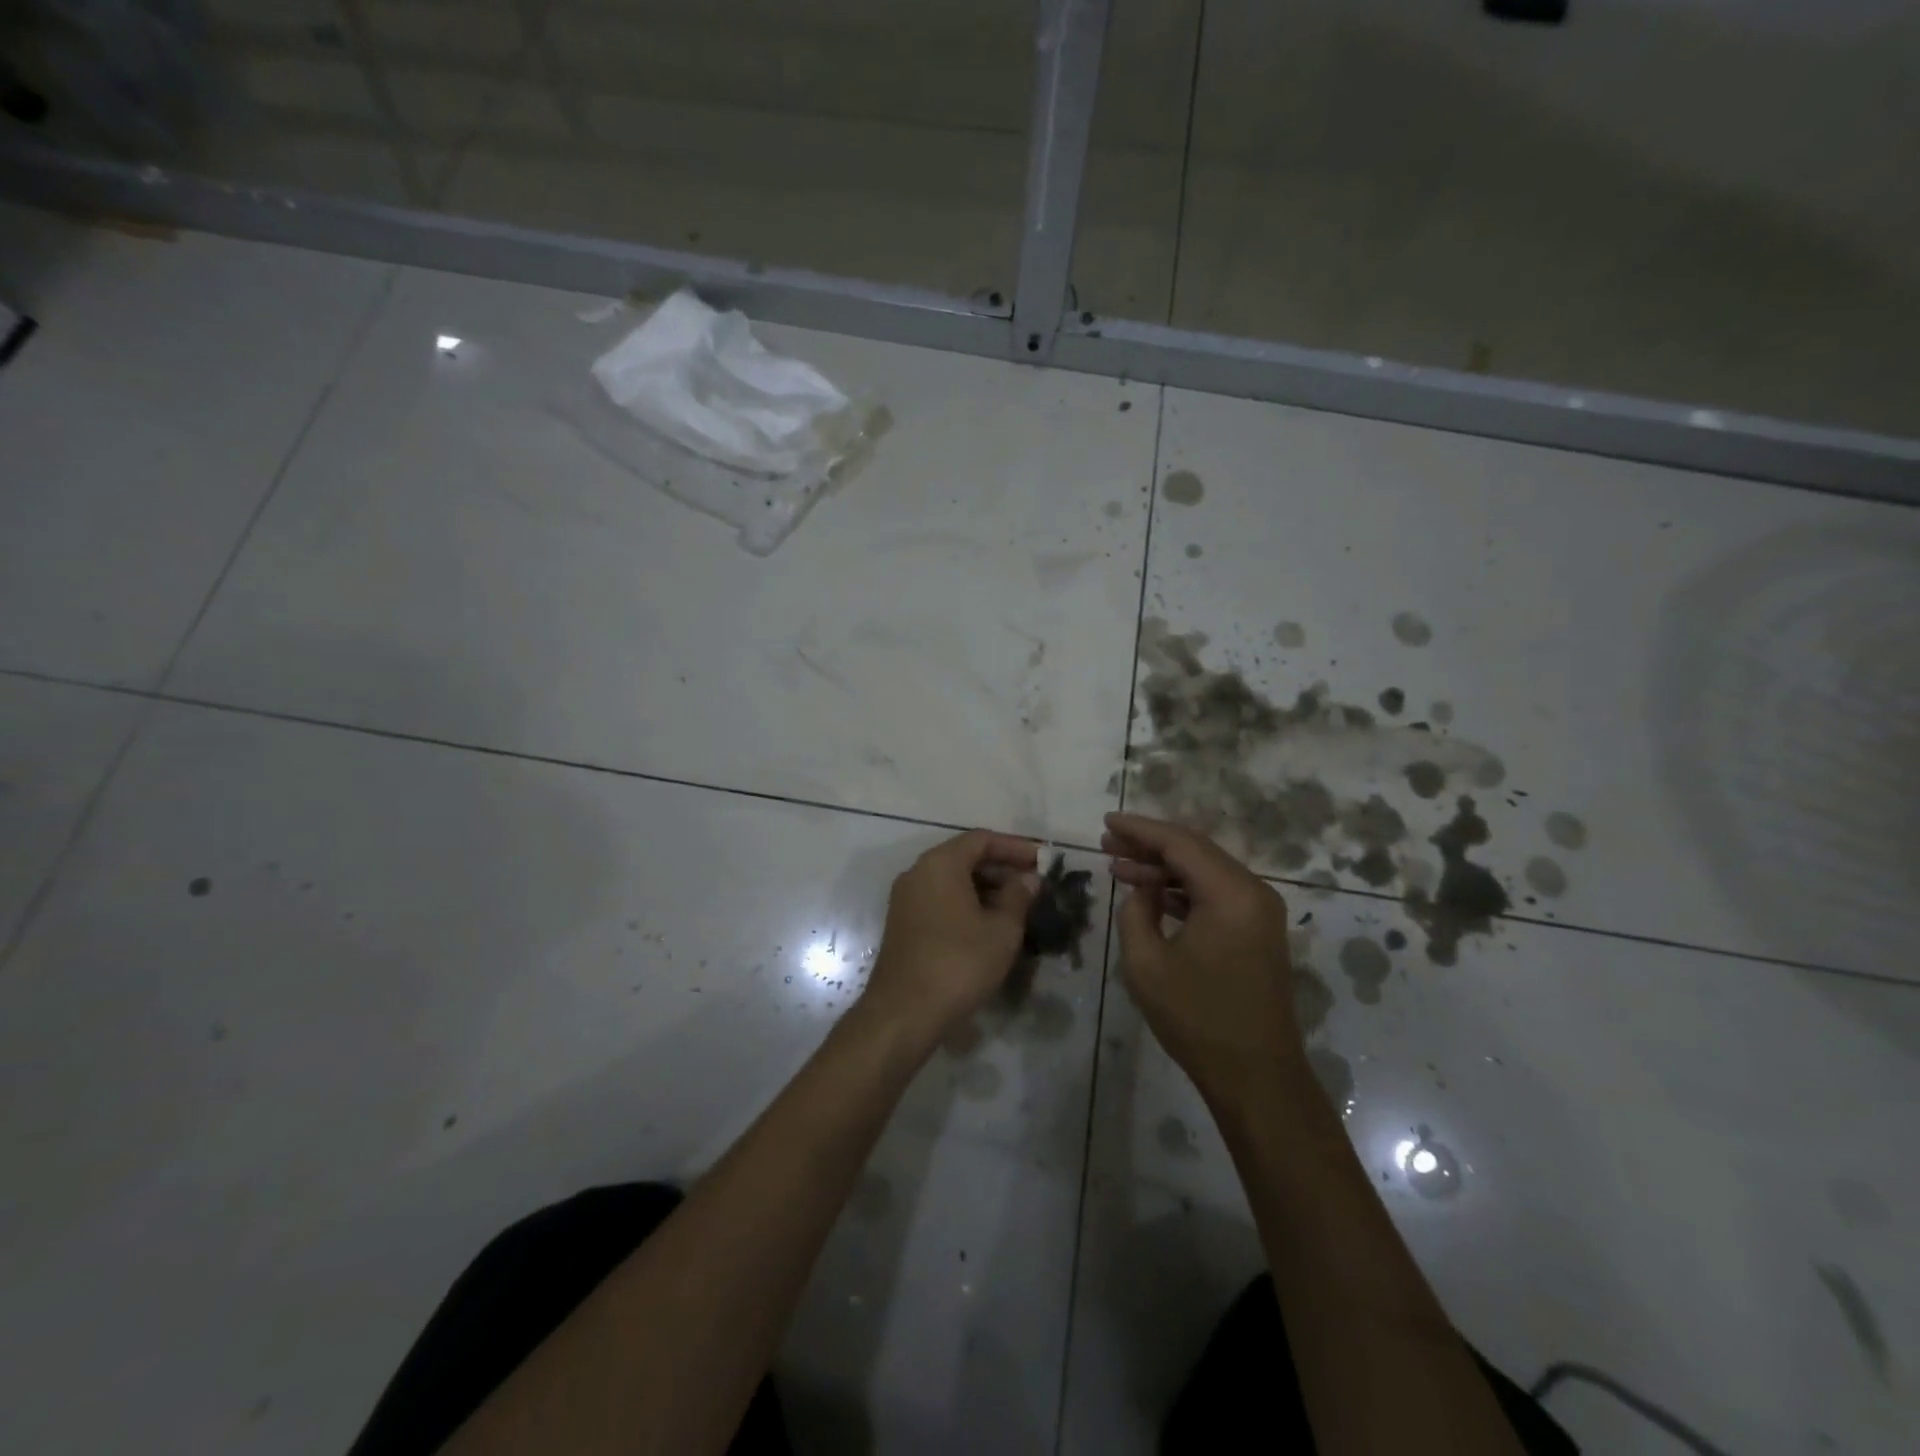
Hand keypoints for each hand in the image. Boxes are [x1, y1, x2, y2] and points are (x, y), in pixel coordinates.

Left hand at [859, 830, 1037, 1040]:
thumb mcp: (1001, 930)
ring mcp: (906, 899)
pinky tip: (989, 927)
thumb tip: (1028, 879)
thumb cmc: (959, 962)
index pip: (982, 840)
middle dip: (1001, 869)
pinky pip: (940, 900)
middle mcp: (918, 873)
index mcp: (940, 863)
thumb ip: (1018, 897)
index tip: (1043, 861)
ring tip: (1017, 909)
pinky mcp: (903, 924)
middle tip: (1034, 886)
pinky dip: (966, 905)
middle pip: (965, 857)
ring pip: (952, 881)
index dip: (1015, 847)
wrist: (904, 1012)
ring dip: (986, 889)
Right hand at [1104, 812, 1304, 1109]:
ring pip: (1205, 871)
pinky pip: (1215, 894)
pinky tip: (1151, 894)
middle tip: (1108, 843)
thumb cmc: (1197, 1019)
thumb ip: (1135, 912)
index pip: (1179, 843)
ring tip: (1119, 866)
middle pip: (1195, 851)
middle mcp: (1253, 892)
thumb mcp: (1146, 963)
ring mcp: (1260, 912)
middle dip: (1149, 845)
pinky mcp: (1258, 931)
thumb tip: (1142, 890)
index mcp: (1231, 894)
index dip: (1139, 829)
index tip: (1106, 822)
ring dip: (1163, 868)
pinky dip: (1182, 889)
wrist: (1256, 1076)